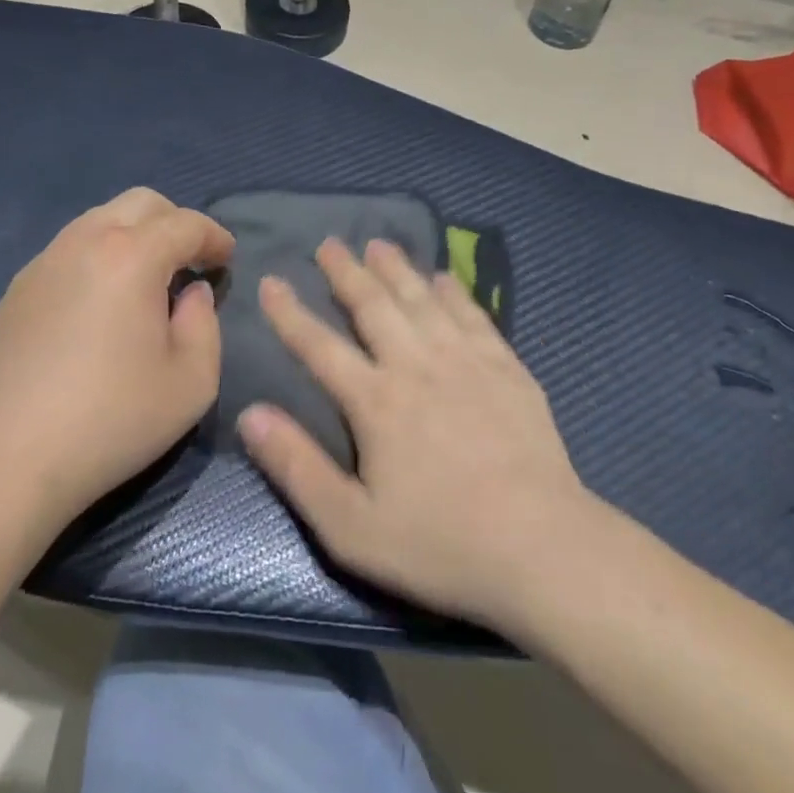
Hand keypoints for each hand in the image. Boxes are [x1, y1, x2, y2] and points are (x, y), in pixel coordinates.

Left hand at [0, 188, 233, 539]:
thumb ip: (206, 325)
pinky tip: (101, 304)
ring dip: (134, 235)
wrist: (1, 462)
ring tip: (147, 280)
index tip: (227, 260)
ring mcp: (43, 262)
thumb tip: (192, 292)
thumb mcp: (191, 383)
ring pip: (100, 218)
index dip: (215, 237)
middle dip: (175, 222)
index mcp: (131, 257)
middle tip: (191, 261)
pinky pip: (69, 249)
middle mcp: (84, 243)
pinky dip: (99, 255)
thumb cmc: (109, 422)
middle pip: (140, 202)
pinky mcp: (16, 289)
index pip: (185, 223)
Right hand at [238, 238, 597, 638]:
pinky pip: (473, 315)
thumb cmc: (440, 544)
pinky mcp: (507, 369)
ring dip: (397, 269)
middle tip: (330, 243)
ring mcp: (466, 362)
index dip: (290, 312)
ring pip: (421, 300)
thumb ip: (297, 467)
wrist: (543, 549)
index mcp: (375, 401)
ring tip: (378, 244)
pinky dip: (454, 292)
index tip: (271, 280)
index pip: (320, 345)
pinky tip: (444, 277)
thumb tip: (250, 413)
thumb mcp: (351, 526)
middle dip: (347, 272)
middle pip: (373, 306)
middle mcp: (416, 365)